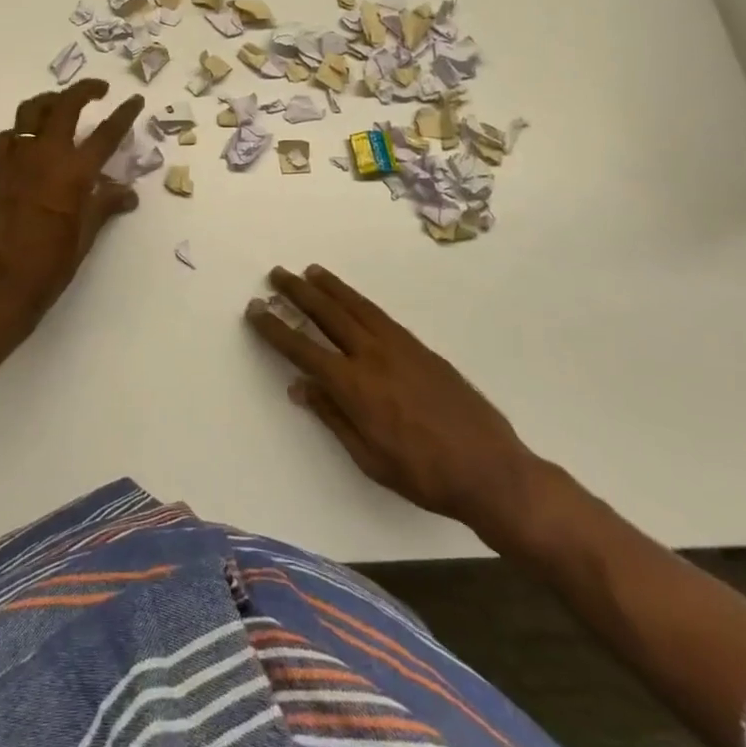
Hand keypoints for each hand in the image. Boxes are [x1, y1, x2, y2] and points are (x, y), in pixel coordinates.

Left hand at [0, 79, 145, 345]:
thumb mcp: (85, 236)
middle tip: (100, 89)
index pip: (106, 133)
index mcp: (73, 173)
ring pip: (30, 111)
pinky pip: (8, 137)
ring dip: (50, 101)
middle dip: (85, 90)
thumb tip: (128, 192)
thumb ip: (105, 205)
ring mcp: (15, 160)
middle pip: (64, 105)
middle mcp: (44, 156)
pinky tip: (29, 142)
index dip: (124, 114)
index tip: (134, 100)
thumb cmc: (49, 266)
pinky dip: (21, 131)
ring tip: (62, 104)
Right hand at [246, 264, 543, 548]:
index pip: (302, 348)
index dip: (275, 328)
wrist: (490, 470)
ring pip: (356, 306)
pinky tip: (351, 298)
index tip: (255, 309)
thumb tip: (300, 387)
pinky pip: (380, 315)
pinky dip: (358, 300)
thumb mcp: (368, 457)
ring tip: (309, 271)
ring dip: (329, 287)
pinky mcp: (420, 347)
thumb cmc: (423, 475)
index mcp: (354, 387)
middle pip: (327, 314)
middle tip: (277, 274)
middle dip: (298, 292)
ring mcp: (399, 347)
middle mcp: (372, 356)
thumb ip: (332, 416)